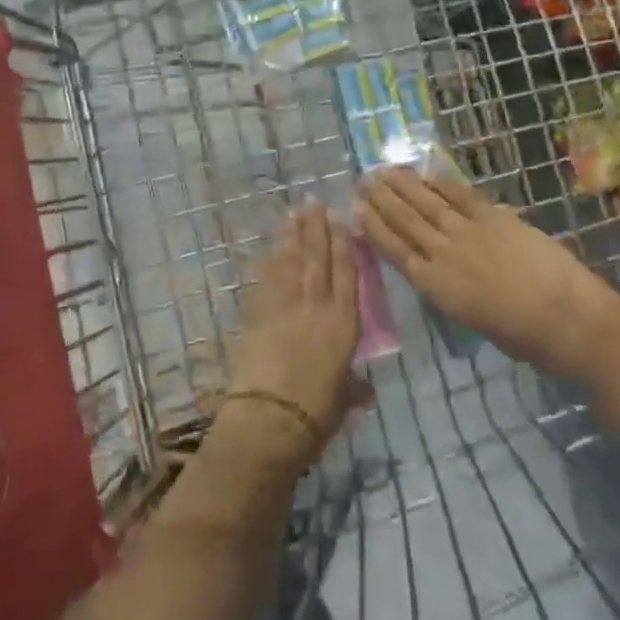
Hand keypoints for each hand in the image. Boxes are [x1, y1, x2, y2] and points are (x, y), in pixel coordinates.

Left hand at [226, 204, 367, 456]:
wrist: (269, 418)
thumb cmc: (316, 414)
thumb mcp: (343, 401)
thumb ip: (352, 388)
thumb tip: (362, 390)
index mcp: (344, 323)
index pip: (345, 273)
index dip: (343, 244)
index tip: (339, 220)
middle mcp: (316, 306)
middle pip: (317, 258)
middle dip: (315, 228)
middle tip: (312, 201)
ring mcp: (284, 306)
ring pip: (290, 262)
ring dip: (291, 236)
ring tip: (293, 214)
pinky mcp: (257, 313)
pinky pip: (266, 279)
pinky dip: (269, 262)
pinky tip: (270, 249)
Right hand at [356, 169, 619, 366]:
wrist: (568, 320)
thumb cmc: (523, 338)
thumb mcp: (472, 321)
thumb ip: (449, 291)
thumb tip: (437, 272)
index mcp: (435, 287)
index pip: (394, 250)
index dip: (373, 228)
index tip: (356, 209)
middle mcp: (443, 254)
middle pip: (405, 220)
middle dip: (381, 199)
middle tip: (363, 181)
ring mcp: (469, 231)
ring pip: (427, 202)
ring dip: (404, 185)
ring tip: (385, 170)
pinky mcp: (495, 217)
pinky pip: (461, 194)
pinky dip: (441, 183)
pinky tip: (428, 175)